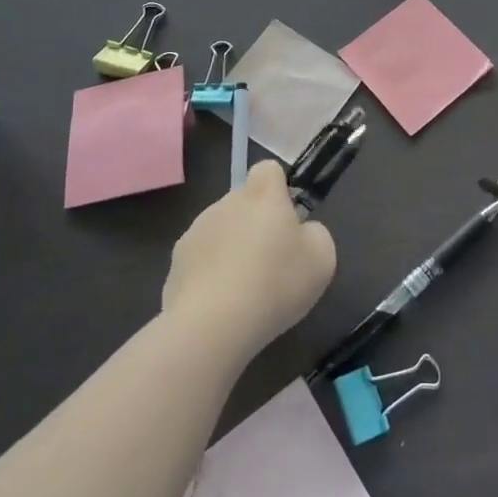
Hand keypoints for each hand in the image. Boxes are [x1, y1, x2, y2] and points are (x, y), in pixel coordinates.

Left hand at [162, 161, 336, 361]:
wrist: (211, 326)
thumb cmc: (275, 283)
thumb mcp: (321, 258)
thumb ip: (315, 234)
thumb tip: (301, 232)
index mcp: (262, 195)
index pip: (268, 170)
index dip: (279, 189)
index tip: (287, 220)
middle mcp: (225, 203)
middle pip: (243, 203)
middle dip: (255, 225)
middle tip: (271, 263)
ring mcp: (195, 233)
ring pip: (220, 232)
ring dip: (231, 251)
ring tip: (245, 292)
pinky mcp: (175, 266)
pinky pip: (200, 263)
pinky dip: (211, 278)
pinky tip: (221, 308)